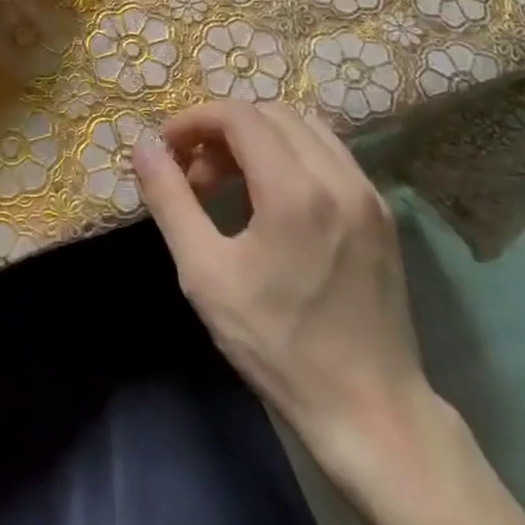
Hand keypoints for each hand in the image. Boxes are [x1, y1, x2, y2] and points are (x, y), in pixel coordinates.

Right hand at [133, 100, 433, 479]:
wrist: (371, 412)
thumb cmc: (278, 346)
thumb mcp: (206, 276)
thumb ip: (170, 201)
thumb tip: (143, 148)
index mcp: (294, 191)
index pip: (238, 116)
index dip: (194, 121)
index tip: (168, 150)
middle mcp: (337, 177)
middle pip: (270, 112)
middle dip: (224, 130)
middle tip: (197, 174)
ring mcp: (367, 192)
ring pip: (304, 126)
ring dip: (259, 138)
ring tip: (232, 183)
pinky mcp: (381, 211)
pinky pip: (330, 153)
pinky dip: (292, 154)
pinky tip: (273, 199)